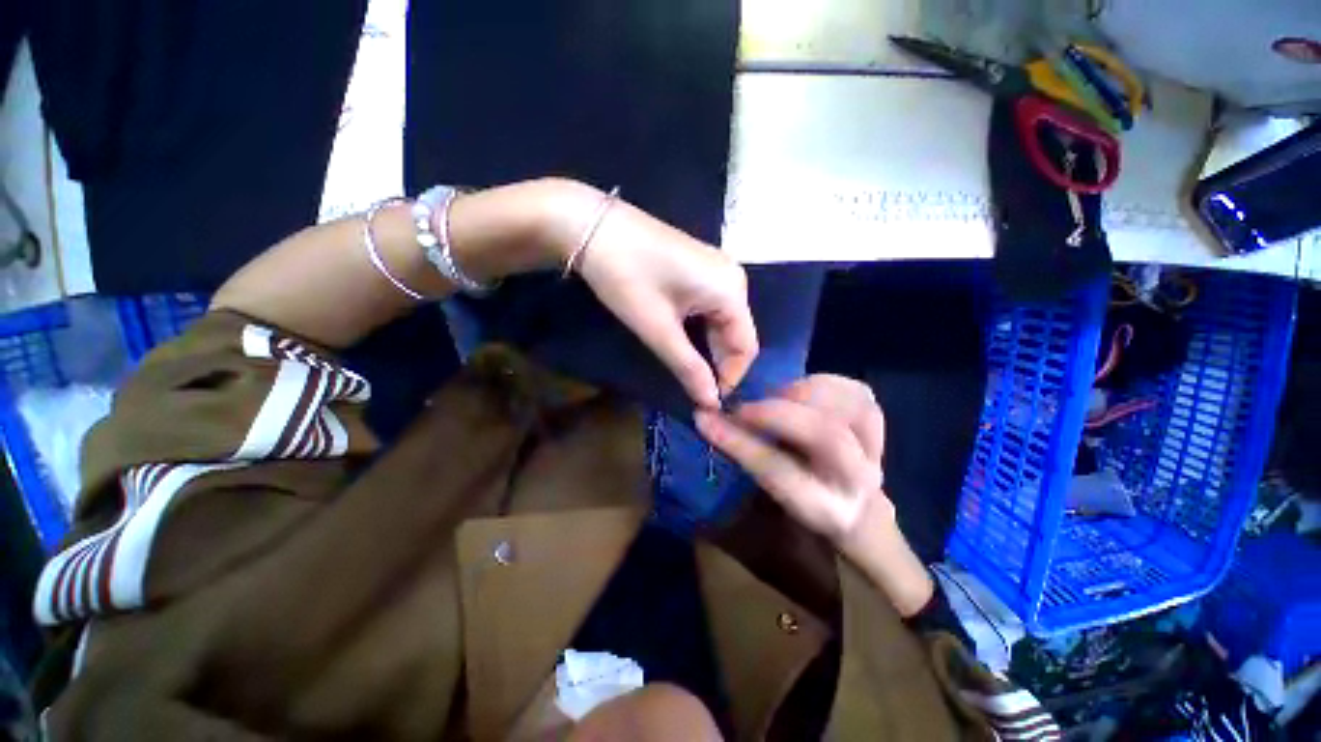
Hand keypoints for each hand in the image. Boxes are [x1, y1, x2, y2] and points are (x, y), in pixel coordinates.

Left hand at [553, 183, 758, 407]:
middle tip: (695, 392)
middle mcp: (733, 279)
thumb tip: (711, 403)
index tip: (708, 402)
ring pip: (722, 322)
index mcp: (732, 291)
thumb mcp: (658, 329)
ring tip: (688, 374)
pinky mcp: (699, 268)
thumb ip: (688, 367)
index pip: (747, 347)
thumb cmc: (627, 278)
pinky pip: (710, 308)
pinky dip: (700, 331)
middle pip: (736, 334)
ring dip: (707, 350)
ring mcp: (716, 270)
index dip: (731, 378)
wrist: (593, 226)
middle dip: (718, 365)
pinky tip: (683, 344)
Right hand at [696, 375, 933, 615]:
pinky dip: (823, 383)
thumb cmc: (804, 499)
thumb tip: (709, 419)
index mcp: (825, 508)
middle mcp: (858, 480)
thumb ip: (749, 456)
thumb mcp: (772, 491)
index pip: (778, 470)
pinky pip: (855, 391)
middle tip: (743, 407)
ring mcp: (876, 447)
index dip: (739, 442)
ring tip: (775, 399)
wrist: (856, 504)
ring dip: (801, 394)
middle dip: (776, 413)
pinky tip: (802, 391)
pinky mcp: (876, 419)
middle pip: (826, 436)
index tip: (705, 418)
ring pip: (846, 407)